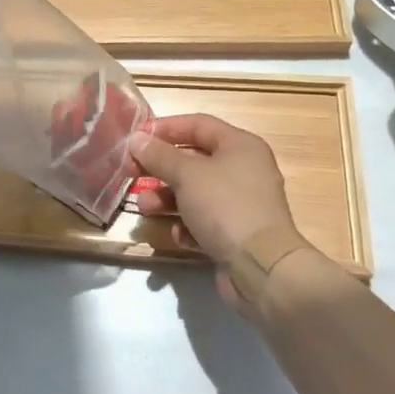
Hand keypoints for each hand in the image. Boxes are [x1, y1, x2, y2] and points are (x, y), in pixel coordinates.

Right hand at [128, 114, 298, 311]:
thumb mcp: (186, 175)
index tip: (136, 137)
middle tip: (131, 172)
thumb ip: (158, 155)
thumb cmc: (225, 206)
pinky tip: (178, 235)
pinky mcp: (237, 234)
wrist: (263, 269)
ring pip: (195, 193)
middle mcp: (244, 170)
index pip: (198, 124)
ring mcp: (242, 204)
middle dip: (161, 167)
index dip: (165, 127)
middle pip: (194, 160)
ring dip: (166, 199)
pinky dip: (187, 225)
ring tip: (144, 207)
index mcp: (240, 146)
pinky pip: (205, 222)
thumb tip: (136, 139)